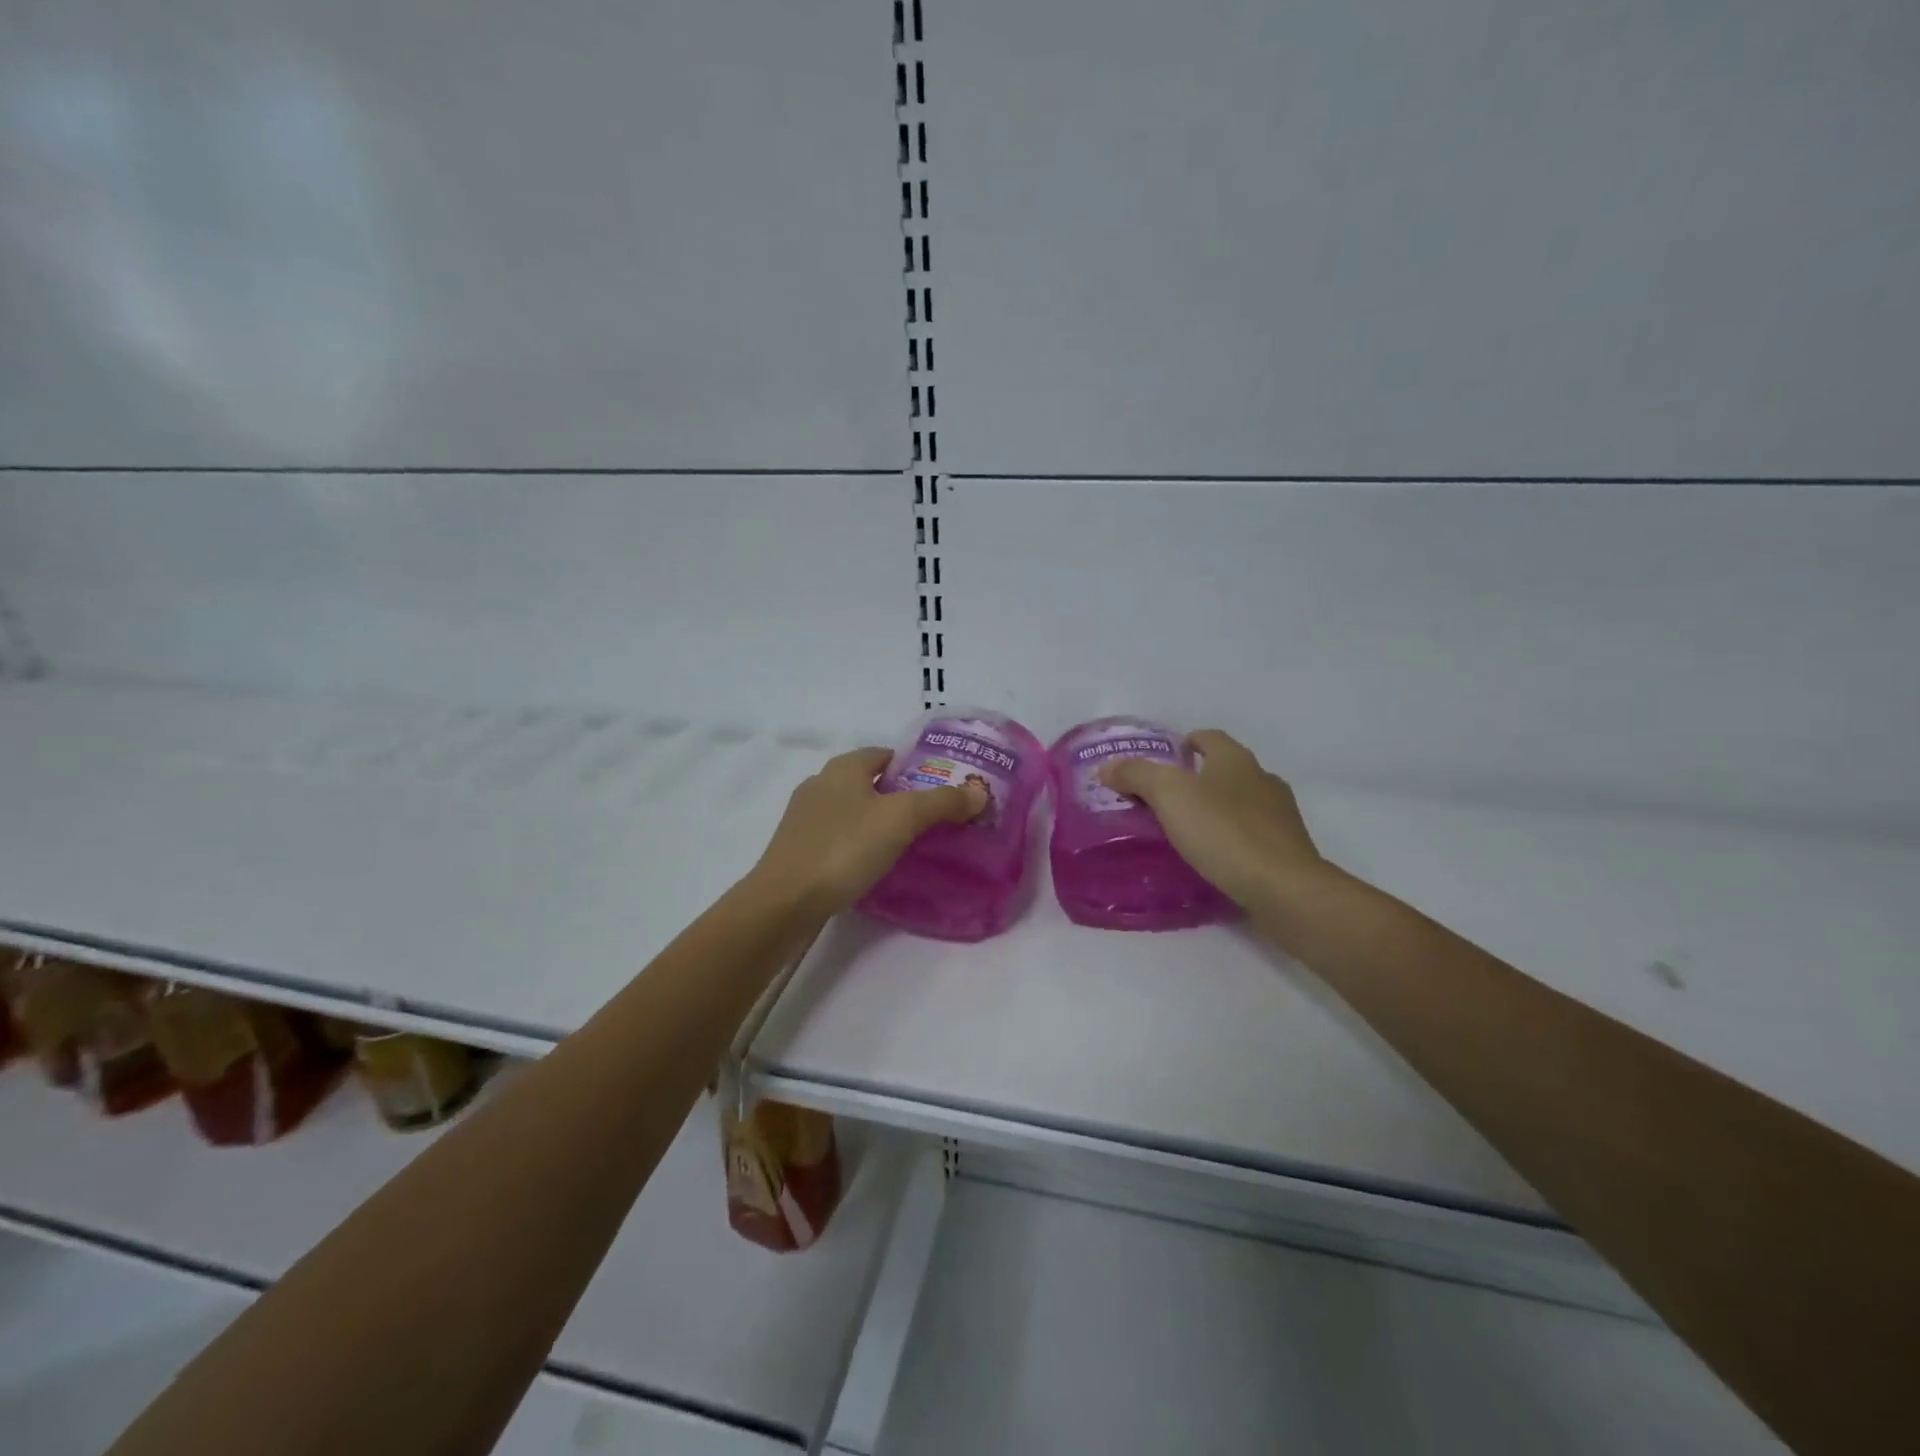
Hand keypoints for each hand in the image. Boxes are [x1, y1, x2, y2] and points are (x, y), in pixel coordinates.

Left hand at [748, 747, 986, 917]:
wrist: (784, 902)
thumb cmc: (844, 849)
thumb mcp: (901, 820)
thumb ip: (941, 802)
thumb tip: (978, 792)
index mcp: (842, 767)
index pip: (885, 754)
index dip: (914, 766)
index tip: (941, 789)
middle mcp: (820, 784)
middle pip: (869, 782)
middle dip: (899, 796)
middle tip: (932, 819)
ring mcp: (804, 817)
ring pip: (853, 810)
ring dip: (878, 821)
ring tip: (908, 844)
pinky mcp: (797, 848)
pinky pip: (838, 836)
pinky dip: (858, 843)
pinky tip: (873, 864)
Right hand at [1100, 730, 1321, 907]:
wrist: (1285, 890)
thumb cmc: (1224, 833)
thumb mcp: (1170, 796)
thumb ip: (1136, 775)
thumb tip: (1107, 767)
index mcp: (1236, 759)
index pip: (1208, 737)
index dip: (1185, 743)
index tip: (1163, 760)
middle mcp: (1262, 779)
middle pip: (1225, 769)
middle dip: (1197, 779)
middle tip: (1164, 800)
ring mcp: (1280, 816)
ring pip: (1240, 802)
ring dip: (1216, 810)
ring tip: (1186, 832)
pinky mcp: (1287, 850)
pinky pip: (1252, 835)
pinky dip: (1232, 839)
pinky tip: (1214, 858)